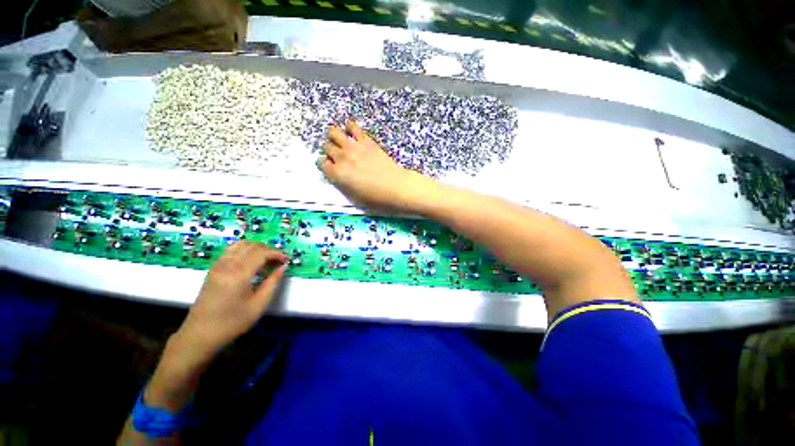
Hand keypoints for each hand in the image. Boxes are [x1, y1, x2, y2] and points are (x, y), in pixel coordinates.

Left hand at [175, 241, 287, 359]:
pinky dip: (244, 250)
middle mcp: (226, 265)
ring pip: (239, 244)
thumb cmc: (232, 322)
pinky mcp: (213, 269)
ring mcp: (217, 266)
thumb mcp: (258, 304)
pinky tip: (251, 260)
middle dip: (268, 249)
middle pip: (251, 245)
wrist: (200, 335)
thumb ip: (273, 282)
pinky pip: (231, 250)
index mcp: (238, 274)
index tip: (287, 259)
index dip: (277, 253)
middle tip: (278, 259)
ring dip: (256, 247)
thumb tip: (283, 266)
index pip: (261, 253)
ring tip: (266, 258)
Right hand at [319, 120, 432, 212]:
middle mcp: (342, 158)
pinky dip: (350, 126)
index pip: (321, 163)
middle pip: (326, 146)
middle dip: (329, 150)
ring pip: (333, 132)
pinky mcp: (366, 141)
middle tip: (337, 155)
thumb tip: (338, 176)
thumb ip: (342, 183)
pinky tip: (351, 131)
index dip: (325, 164)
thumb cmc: (376, 198)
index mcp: (337, 174)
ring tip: (340, 140)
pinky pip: (353, 126)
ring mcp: (354, 147)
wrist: (395, 187)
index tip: (331, 166)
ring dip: (334, 136)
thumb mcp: (354, 197)